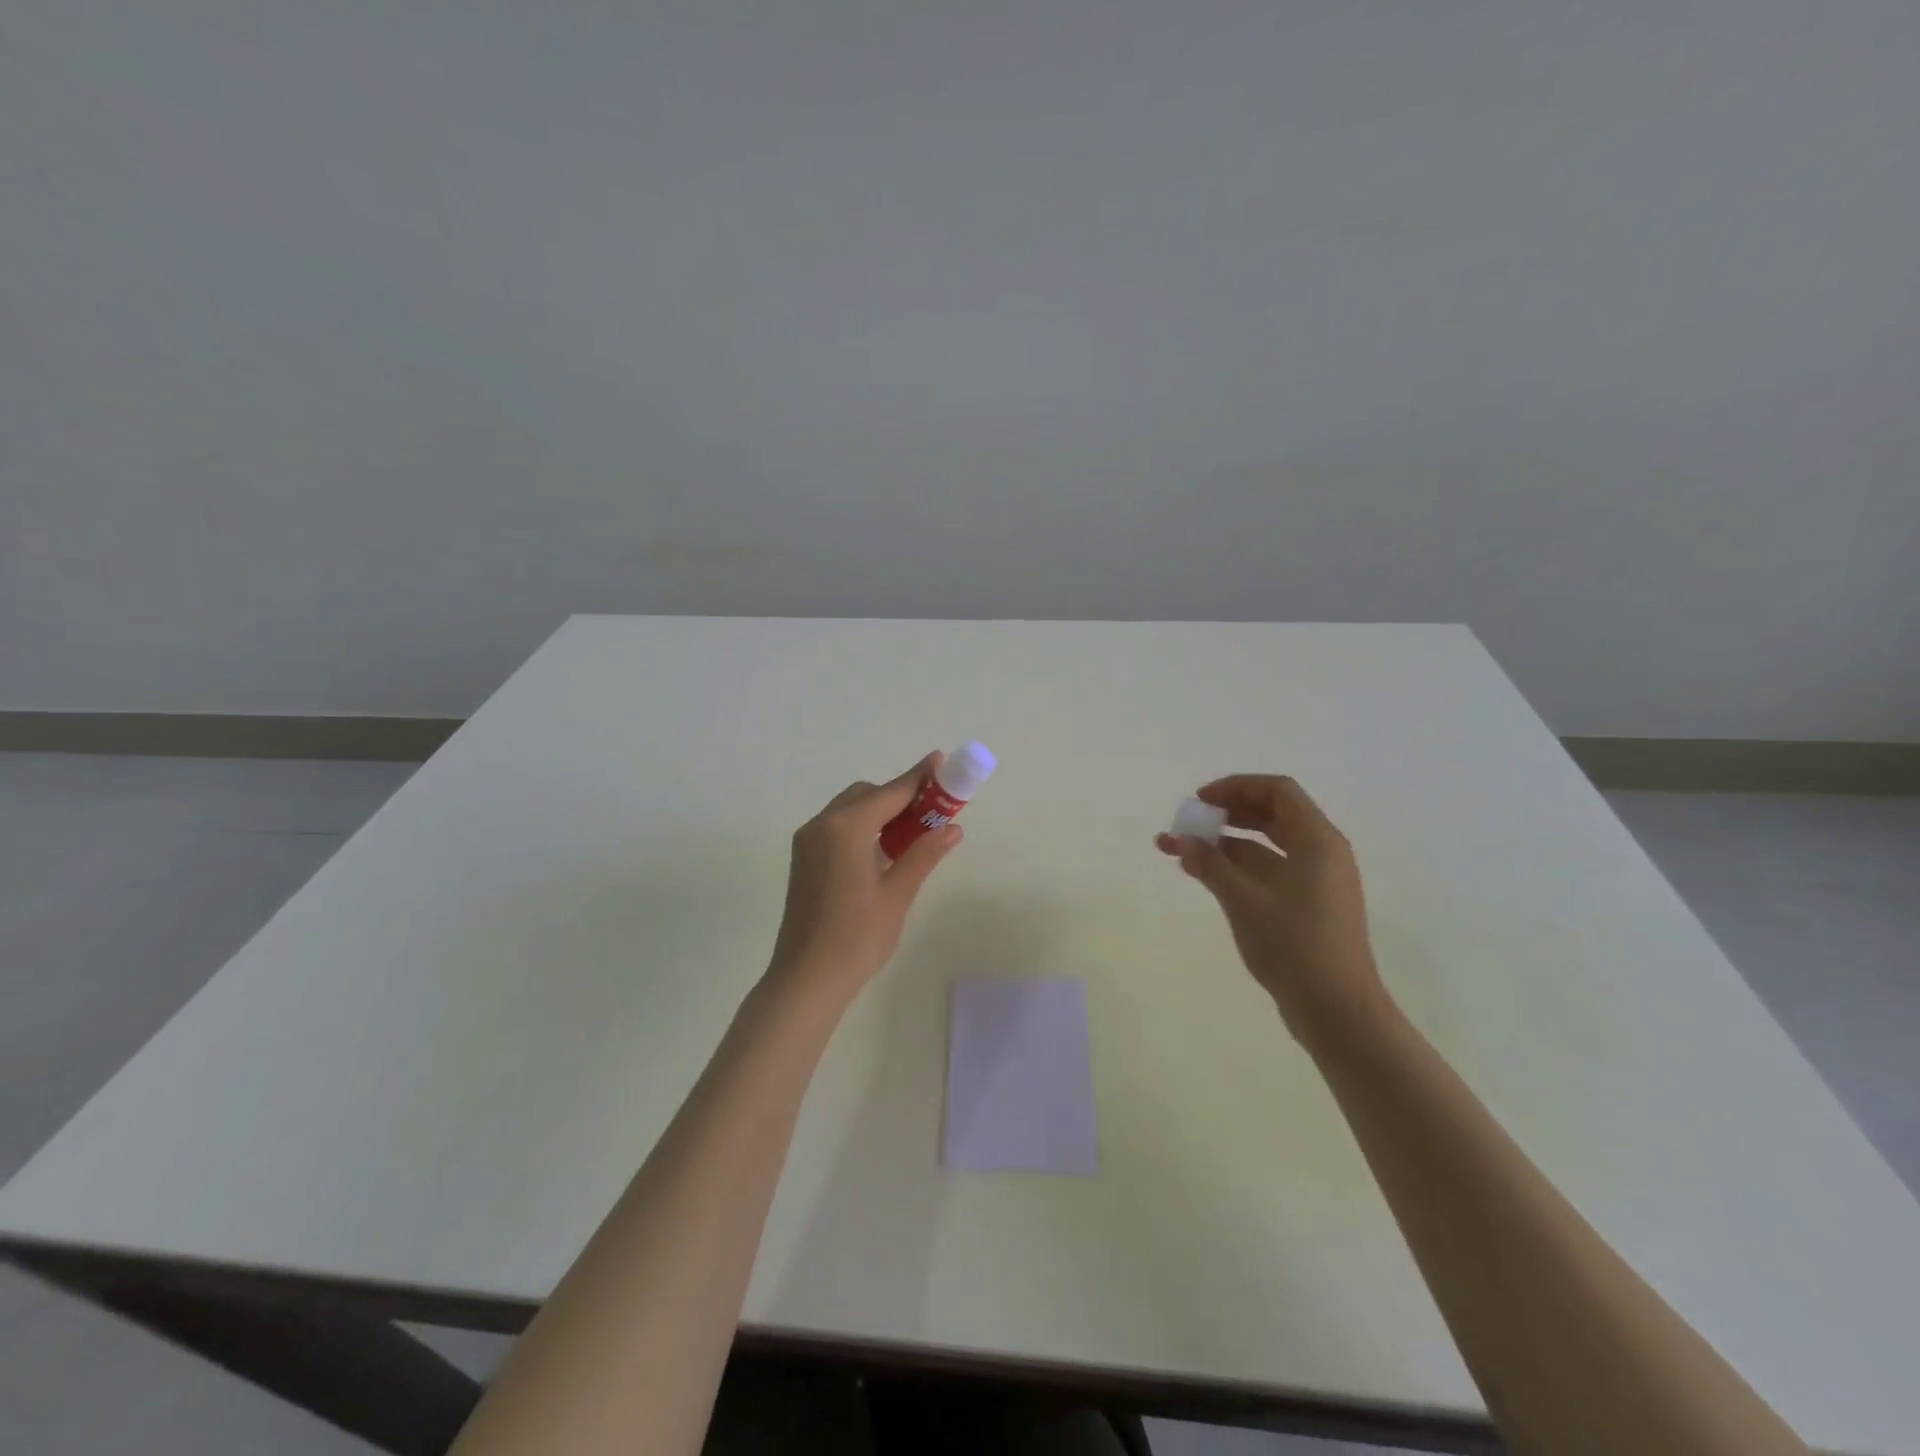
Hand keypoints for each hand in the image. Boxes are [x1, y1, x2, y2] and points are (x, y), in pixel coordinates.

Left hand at [766, 752, 962, 1004]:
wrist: (806, 980)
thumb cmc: (857, 938)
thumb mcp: (897, 894)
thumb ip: (924, 854)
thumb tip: (952, 828)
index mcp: (846, 828)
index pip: (891, 792)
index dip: (919, 778)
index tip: (942, 762)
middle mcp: (822, 825)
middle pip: (868, 795)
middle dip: (900, 796)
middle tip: (933, 811)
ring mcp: (808, 842)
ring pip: (851, 809)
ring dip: (881, 811)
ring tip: (913, 833)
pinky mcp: (803, 859)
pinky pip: (838, 827)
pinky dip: (863, 827)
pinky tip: (883, 851)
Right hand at [1157, 774, 1388, 1045]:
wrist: (1337, 1011)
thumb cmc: (1294, 946)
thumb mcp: (1244, 901)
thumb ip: (1211, 865)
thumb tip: (1183, 841)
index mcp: (1317, 841)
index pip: (1278, 791)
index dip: (1236, 787)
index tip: (1200, 801)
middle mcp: (1321, 853)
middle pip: (1271, 815)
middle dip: (1226, 814)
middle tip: (1190, 821)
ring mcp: (1315, 882)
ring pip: (1265, 846)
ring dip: (1223, 844)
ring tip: (1179, 850)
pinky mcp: (1306, 907)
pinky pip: (1267, 872)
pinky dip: (1235, 869)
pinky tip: (1202, 875)